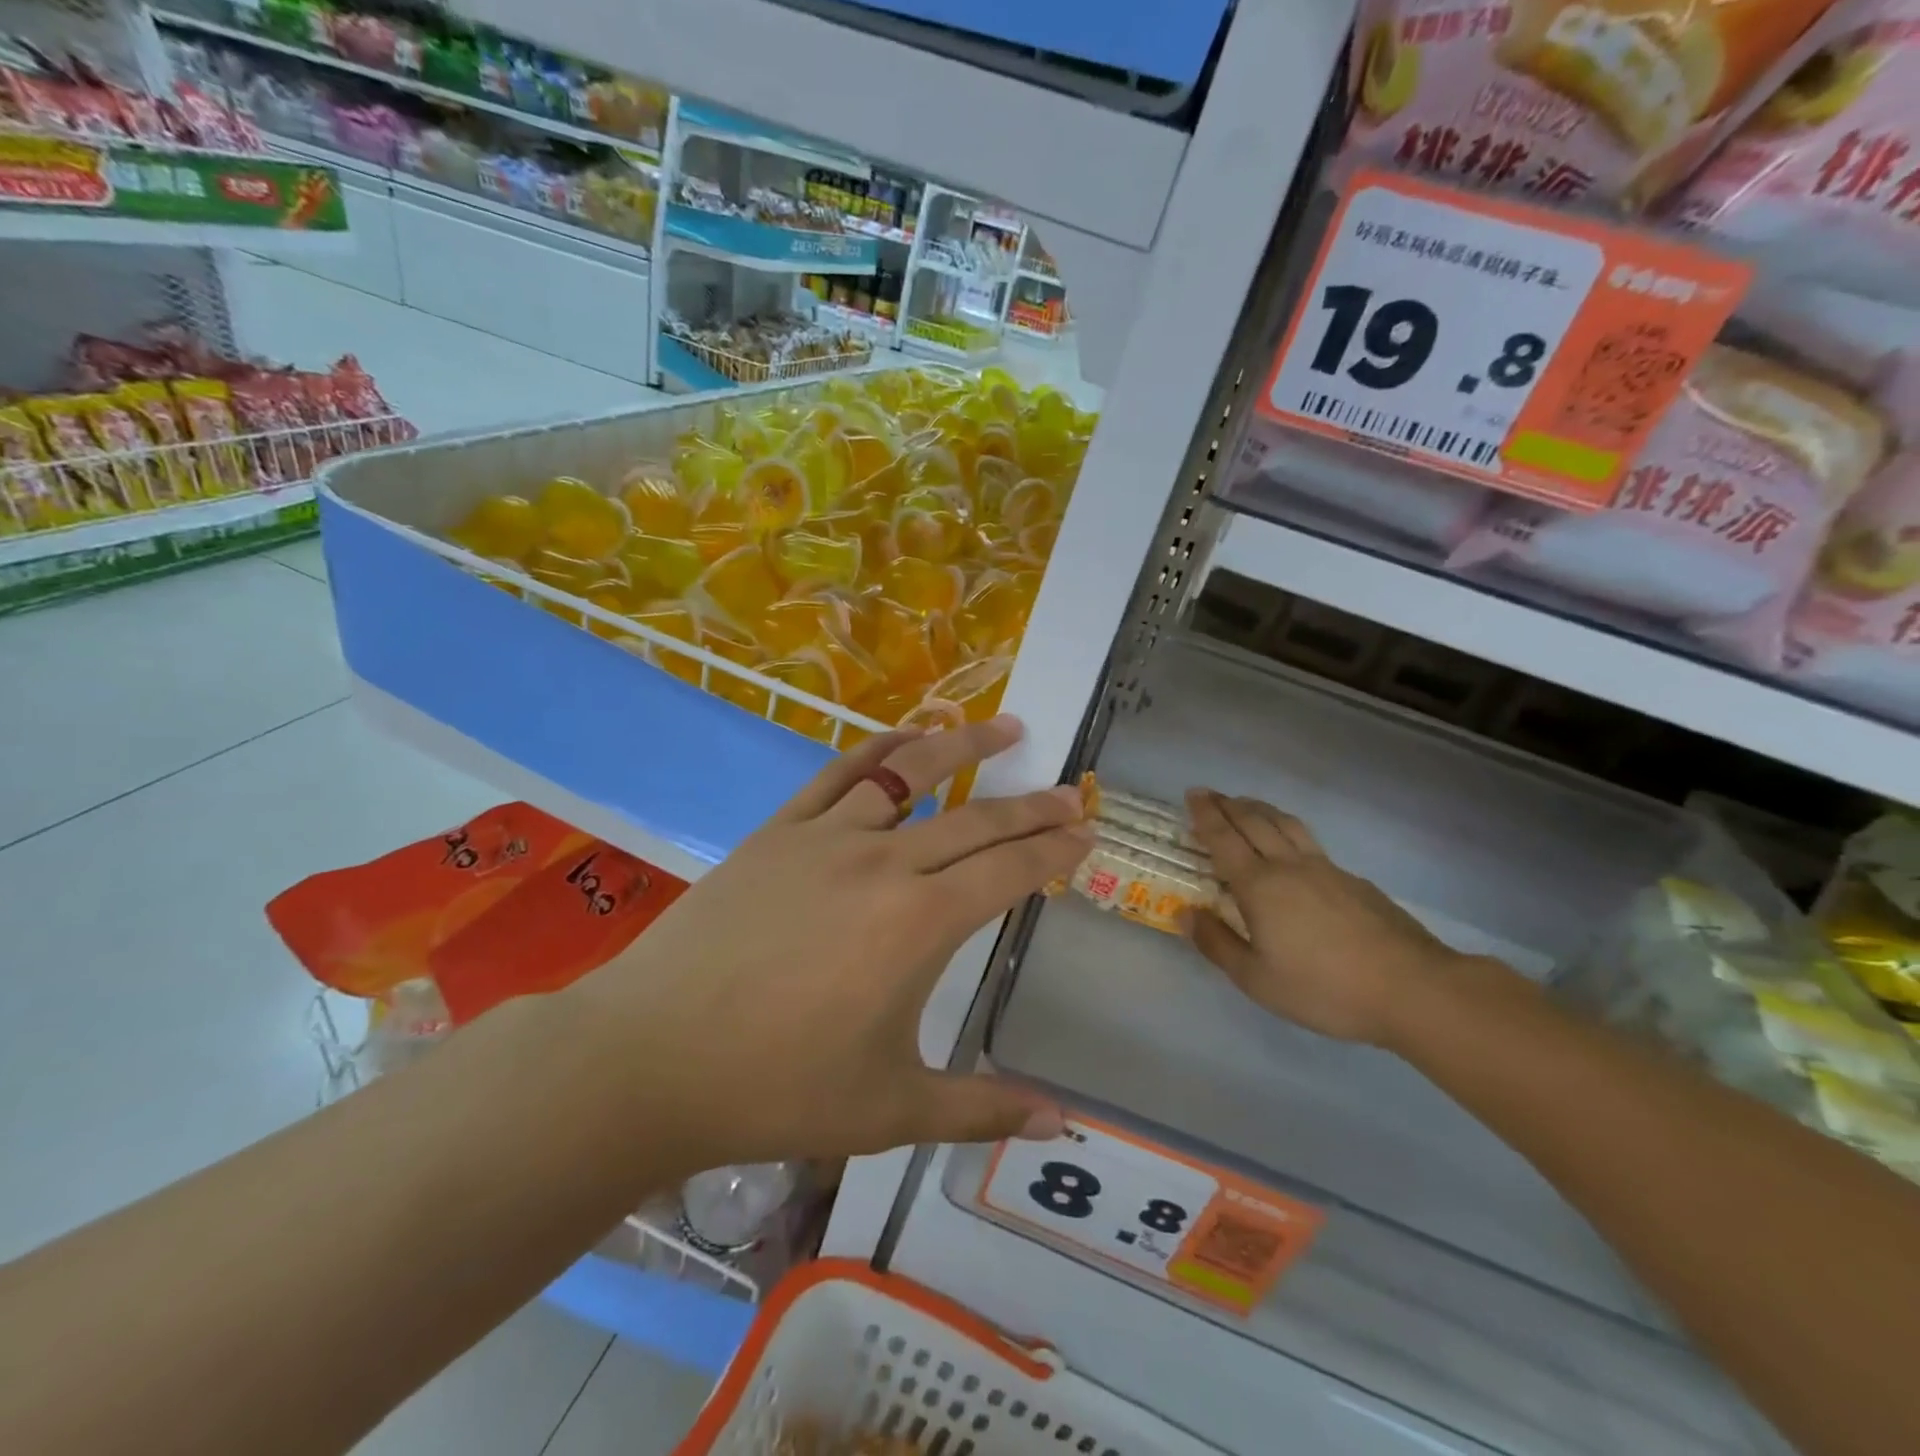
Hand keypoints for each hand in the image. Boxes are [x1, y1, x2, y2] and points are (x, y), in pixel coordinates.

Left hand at [576, 717, 1093, 1168]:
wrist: (651, 1057)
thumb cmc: (778, 1089)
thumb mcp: (891, 1111)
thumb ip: (981, 1110)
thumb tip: (1059, 1124)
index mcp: (920, 924)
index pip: (1009, 872)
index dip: (1054, 851)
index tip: (1085, 835)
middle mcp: (885, 863)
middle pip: (976, 819)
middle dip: (1031, 805)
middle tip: (1069, 792)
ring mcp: (828, 836)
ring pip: (911, 774)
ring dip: (964, 747)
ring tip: (1005, 728)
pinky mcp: (779, 830)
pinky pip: (841, 773)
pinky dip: (881, 748)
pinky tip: (907, 736)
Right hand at [1182, 789, 1459, 1046]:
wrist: (1412, 988)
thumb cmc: (1324, 988)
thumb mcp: (1257, 979)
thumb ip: (1217, 944)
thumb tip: (1185, 914)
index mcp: (1259, 886)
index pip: (1224, 839)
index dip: (1206, 815)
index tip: (1193, 794)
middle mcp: (1289, 866)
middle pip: (1254, 823)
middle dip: (1228, 805)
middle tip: (1210, 794)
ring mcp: (1326, 869)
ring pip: (1286, 825)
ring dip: (1261, 809)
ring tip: (1246, 805)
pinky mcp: (1354, 881)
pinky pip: (1310, 842)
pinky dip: (1289, 830)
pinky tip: (1292, 845)